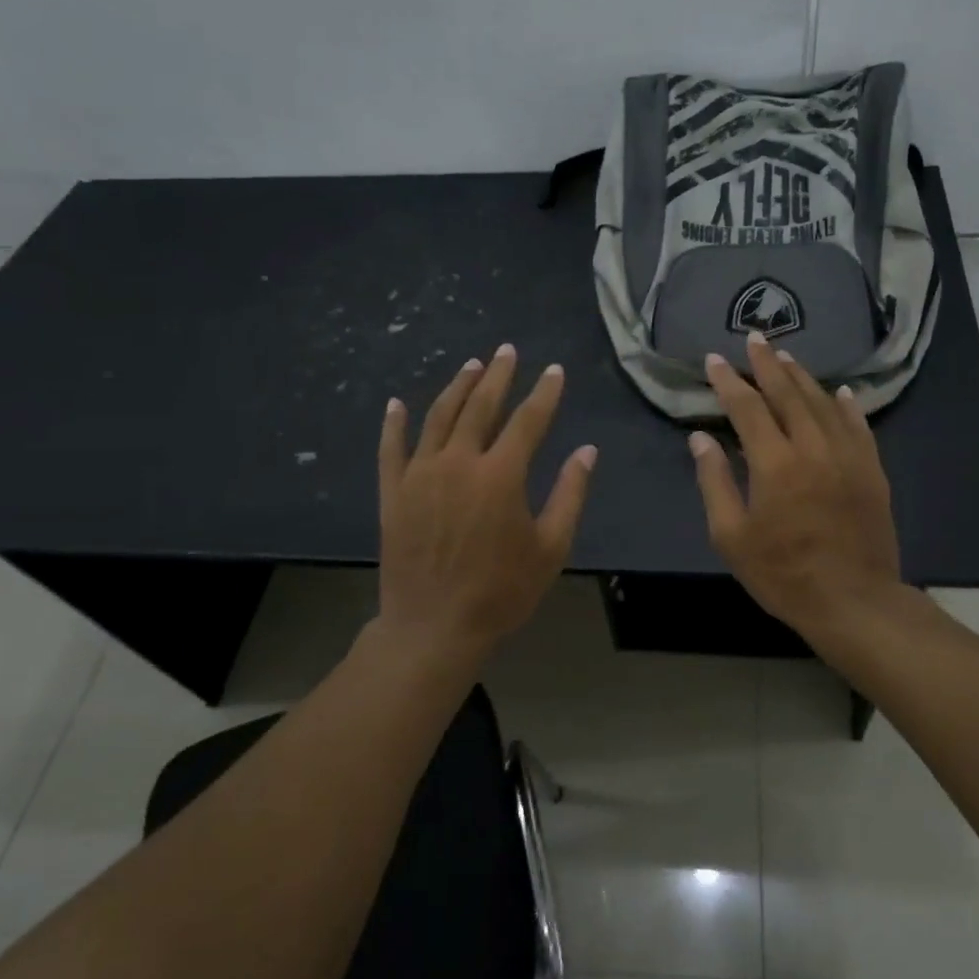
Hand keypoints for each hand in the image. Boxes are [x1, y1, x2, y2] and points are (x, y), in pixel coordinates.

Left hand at [377, 344, 596, 662]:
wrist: (434, 627)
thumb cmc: (501, 591)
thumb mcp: (551, 548)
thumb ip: (570, 494)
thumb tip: (587, 452)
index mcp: (501, 475)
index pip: (528, 421)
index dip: (545, 393)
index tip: (554, 371)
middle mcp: (458, 462)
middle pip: (480, 407)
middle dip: (497, 375)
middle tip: (506, 351)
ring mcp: (420, 475)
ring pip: (438, 418)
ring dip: (456, 388)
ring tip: (470, 366)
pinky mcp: (392, 492)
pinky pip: (391, 448)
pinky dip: (394, 423)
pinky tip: (397, 403)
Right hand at [689, 333, 903, 635]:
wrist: (853, 601)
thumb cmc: (783, 574)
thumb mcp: (732, 536)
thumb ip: (714, 482)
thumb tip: (700, 439)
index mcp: (775, 463)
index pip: (746, 408)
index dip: (728, 382)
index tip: (714, 360)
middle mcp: (813, 448)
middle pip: (788, 394)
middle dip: (767, 364)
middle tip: (754, 338)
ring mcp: (848, 457)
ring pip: (823, 403)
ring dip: (802, 377)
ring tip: (785, 357)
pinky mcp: (872, 471)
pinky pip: (858, 426)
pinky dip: (845, 405)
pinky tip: (838, 392)